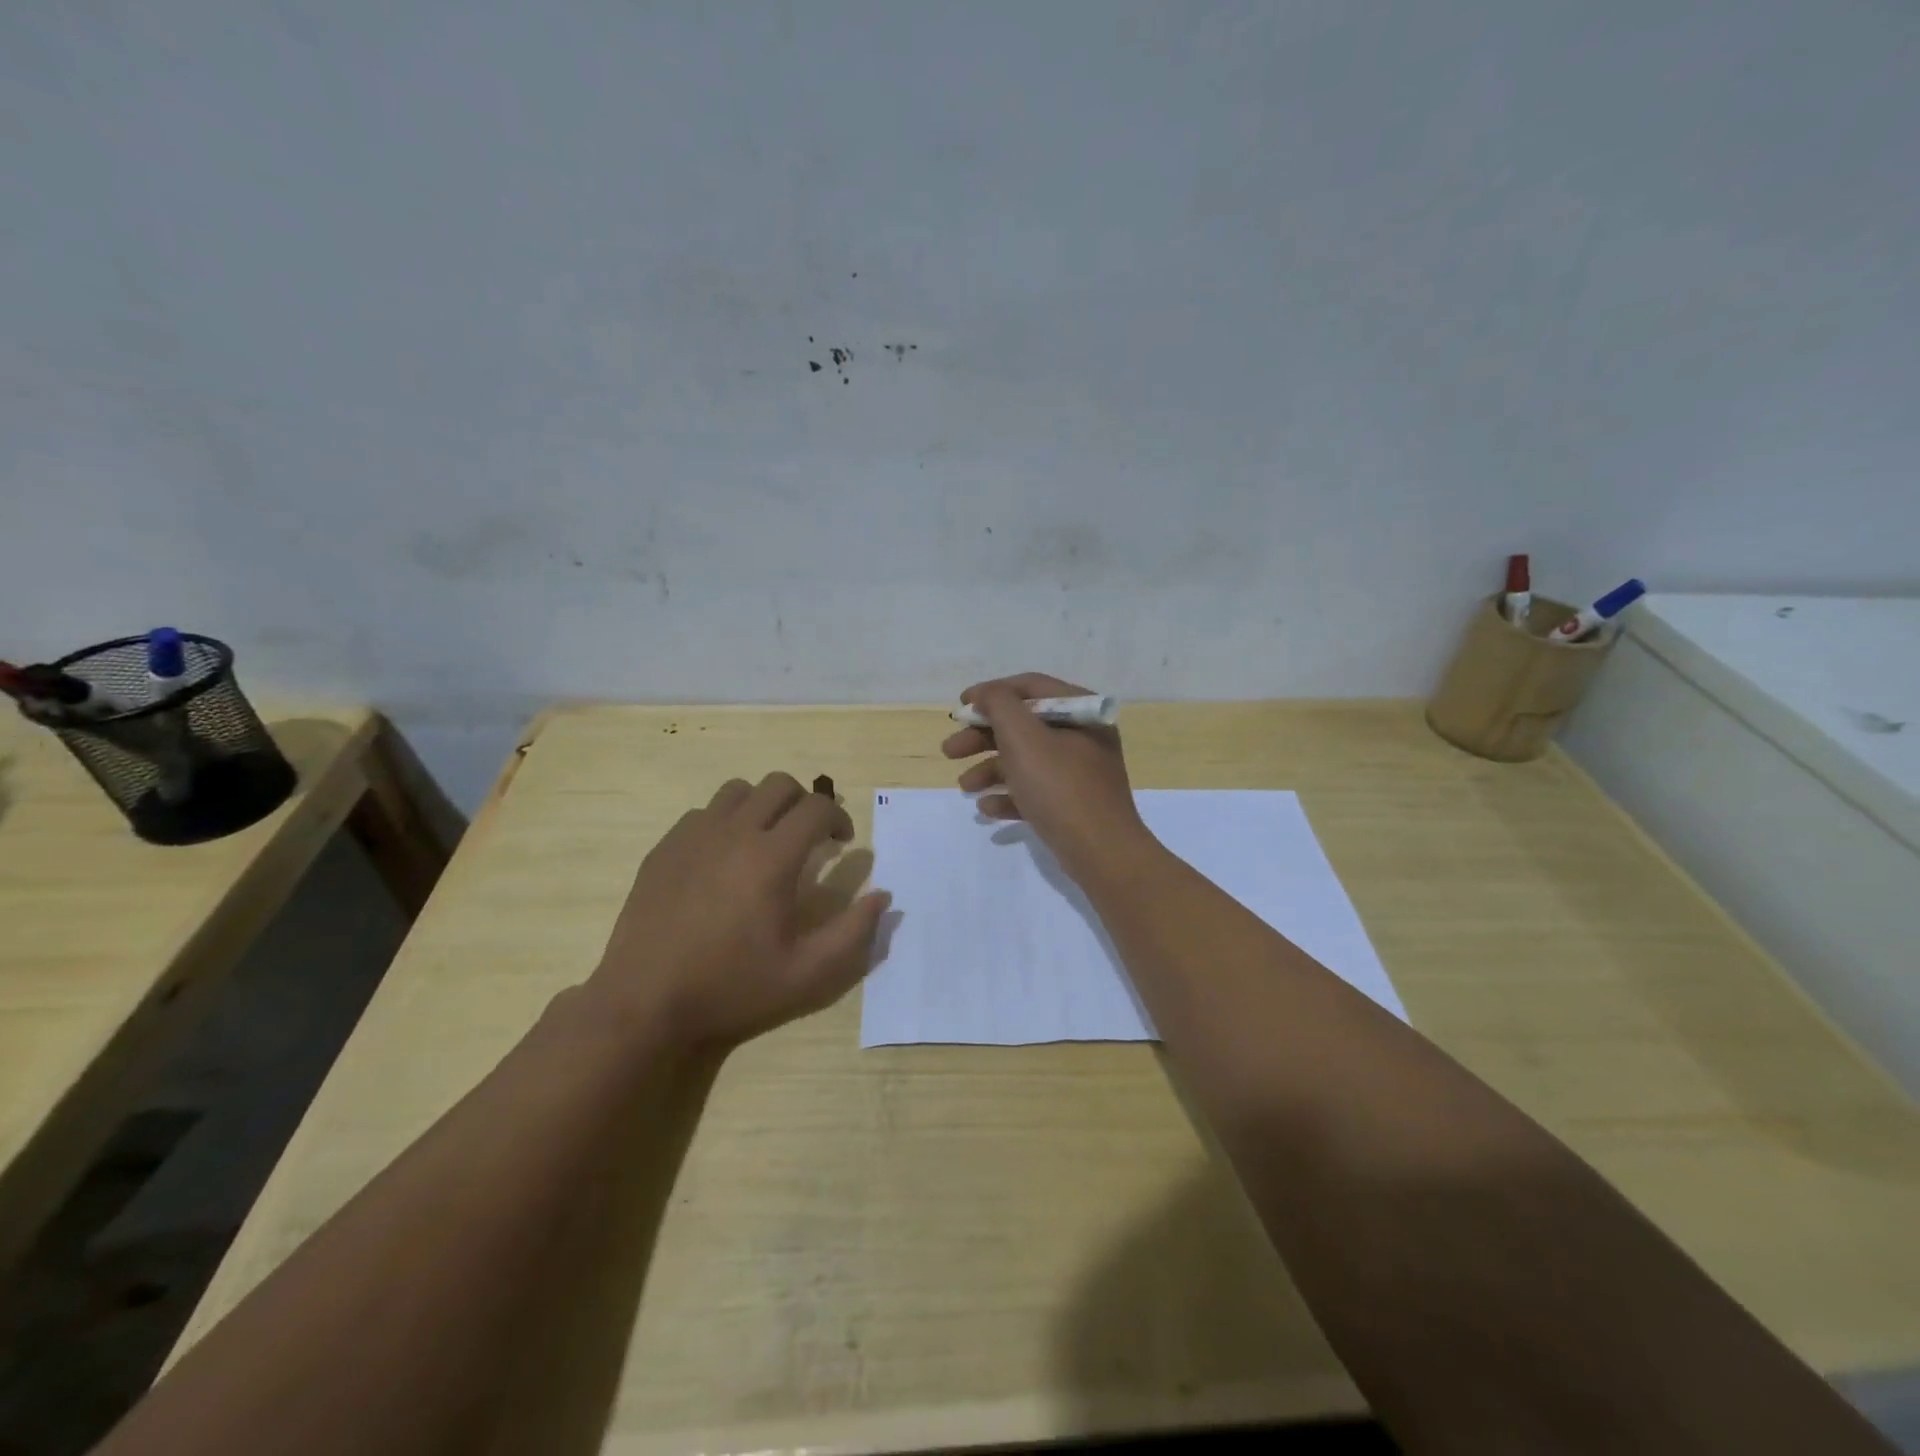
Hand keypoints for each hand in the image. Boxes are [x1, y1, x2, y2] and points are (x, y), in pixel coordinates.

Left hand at [588, 774, 889, 1050]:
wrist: (645, 1003)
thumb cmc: (732, 989)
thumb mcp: (807, 975)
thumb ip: (853, 933)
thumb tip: (883, 896)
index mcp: (771, 858)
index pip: (816, 808)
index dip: (838, 817)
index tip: (842, 842)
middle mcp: (733, 833)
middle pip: (779, 784)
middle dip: (804, 802)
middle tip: (810, 836)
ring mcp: (693, 836)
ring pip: (738, 791)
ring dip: (763, 806)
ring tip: (766, 840)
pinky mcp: (664, 848)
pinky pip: (702, 813)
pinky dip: (725, 822)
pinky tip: (723, 859)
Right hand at [941, 672, 1149, 880]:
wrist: (1102, 853)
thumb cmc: (1060, 787)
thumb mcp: (1024, 738)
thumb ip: (1000, 706)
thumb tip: (987, 694)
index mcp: (1079, 711)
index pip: (1029, 687)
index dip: (991, 693)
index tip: (960, 707)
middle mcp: (1082, 736)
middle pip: (1023, 725)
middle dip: (982, 737)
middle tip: (950, 751)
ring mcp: (1079, 772)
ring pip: (1026, 760)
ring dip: (990, 768)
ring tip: (964, 787)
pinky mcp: (1073, 803)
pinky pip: (1035, 791)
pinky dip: (1009, 795)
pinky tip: (987, 808)